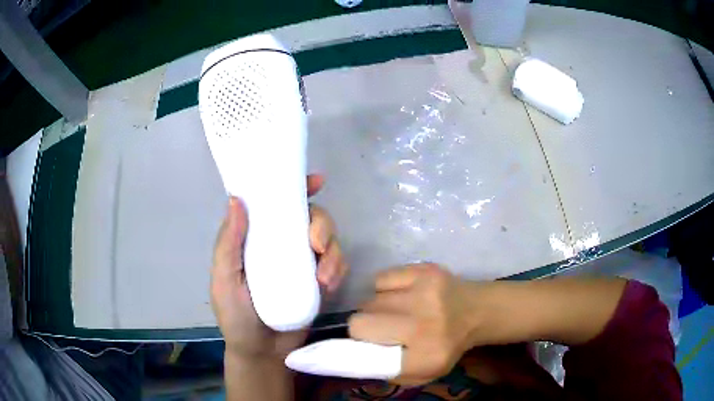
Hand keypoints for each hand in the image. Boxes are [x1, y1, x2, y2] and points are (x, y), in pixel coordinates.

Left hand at [210, 174, 347, 360]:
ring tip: (323, 277)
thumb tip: (237, 199)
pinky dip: (338, 269)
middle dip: (321, 224)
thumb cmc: (236, 315)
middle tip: (316, 244)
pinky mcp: (320, 281)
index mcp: (258, 238)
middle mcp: (283, 244)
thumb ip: (228, 244)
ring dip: (333, 252)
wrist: (263, 352)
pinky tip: (328, 285)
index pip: (277, 203)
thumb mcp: (224, 279)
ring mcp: (304, 263)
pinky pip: (338, 264)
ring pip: (330, 239)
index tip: (315, 182)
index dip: (297, 187)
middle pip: (312, 217)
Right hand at [348, 264, 479, 385]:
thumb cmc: (447, 346)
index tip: (361, 346)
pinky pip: (381, 279)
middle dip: (363, 327)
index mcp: (426, 356)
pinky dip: (383, 288)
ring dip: (375, 308)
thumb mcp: (424, 373)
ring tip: (394, 311)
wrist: (477, 310)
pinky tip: (399, 294)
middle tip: (378, 328)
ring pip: (369, 300)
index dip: (360, 350)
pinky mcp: (424, 270)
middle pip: (360, 322)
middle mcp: (424, 324)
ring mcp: (424, 292)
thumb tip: (356, 356)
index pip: (369, 356)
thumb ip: (389, 371)